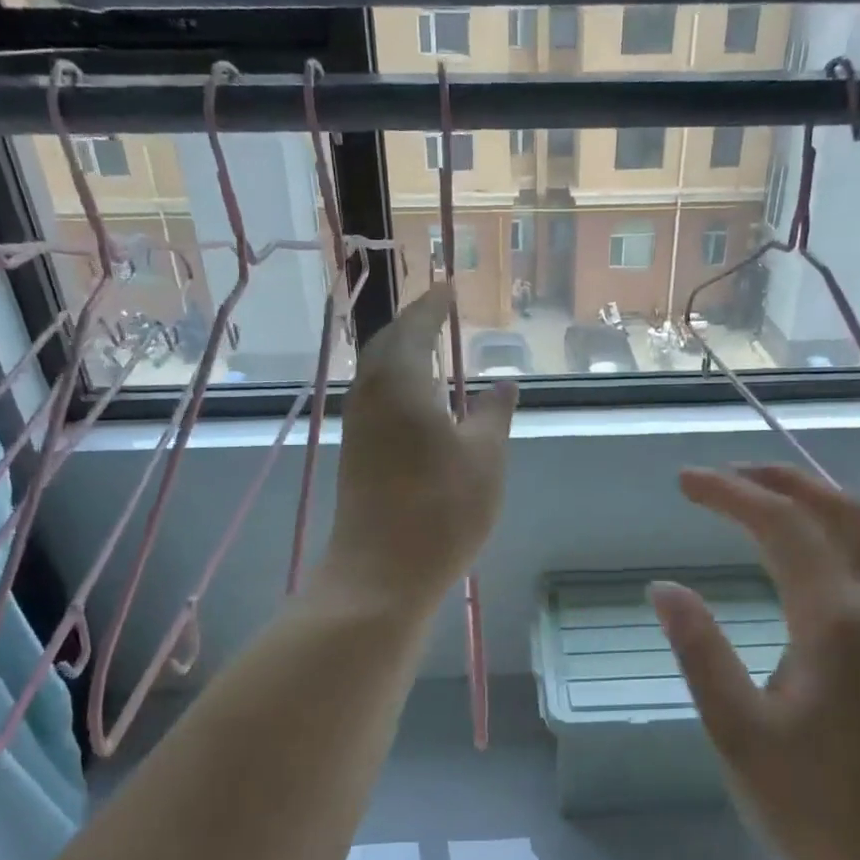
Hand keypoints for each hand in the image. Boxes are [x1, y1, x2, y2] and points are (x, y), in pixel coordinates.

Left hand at [319, 283, 514, 611]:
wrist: (381, 572)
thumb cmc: (442, 509)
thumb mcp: (485, 457)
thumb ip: (493, 413)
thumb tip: (503, 381)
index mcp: (401, 382)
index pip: (416, 326)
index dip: (434, 304)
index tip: (449, 286)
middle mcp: (371, 394)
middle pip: (386, 343)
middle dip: (412, 323)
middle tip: (438, 311)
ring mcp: (359, 425)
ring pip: (376, 371)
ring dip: (400, 352)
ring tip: (429, 347)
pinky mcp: (357, 453)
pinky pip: (375, 397)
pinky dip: (395, 382)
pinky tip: (415, 398)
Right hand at [650, 466, 859, 859]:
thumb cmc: (816, 813)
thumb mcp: (738, 733)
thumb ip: (701, 652)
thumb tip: (664, 587)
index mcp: (834, 621)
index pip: (782, 526)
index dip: (731, 493)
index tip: (683, 482)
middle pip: (837, 511)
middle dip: (779, 479)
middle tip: (723, 475)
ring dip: (814, 499)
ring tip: (763, 495)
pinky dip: (837, 531)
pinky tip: (810, 554)